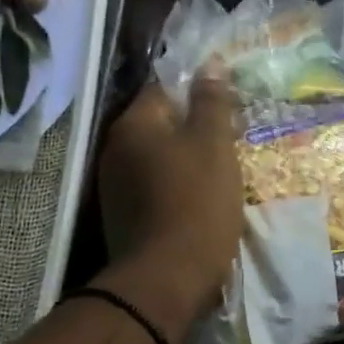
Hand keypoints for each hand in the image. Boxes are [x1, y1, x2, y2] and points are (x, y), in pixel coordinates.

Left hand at [98, 80, 243, 308]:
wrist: (167, 279)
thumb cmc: (196, 203)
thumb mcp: (214, 145)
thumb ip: (212, 102)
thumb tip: (209, 64)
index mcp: (134, 125)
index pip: (164, 89)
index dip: (197, 94)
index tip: (227, 109)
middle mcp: (115, 150)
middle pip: (159, 126)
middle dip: (192, 130)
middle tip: (229, 143)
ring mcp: (114, 186)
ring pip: (157, 159)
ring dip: (184, 162)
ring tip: (219, 175)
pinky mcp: (122, 218)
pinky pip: (153, 189)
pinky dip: (175, 189)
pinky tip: (199, 203)